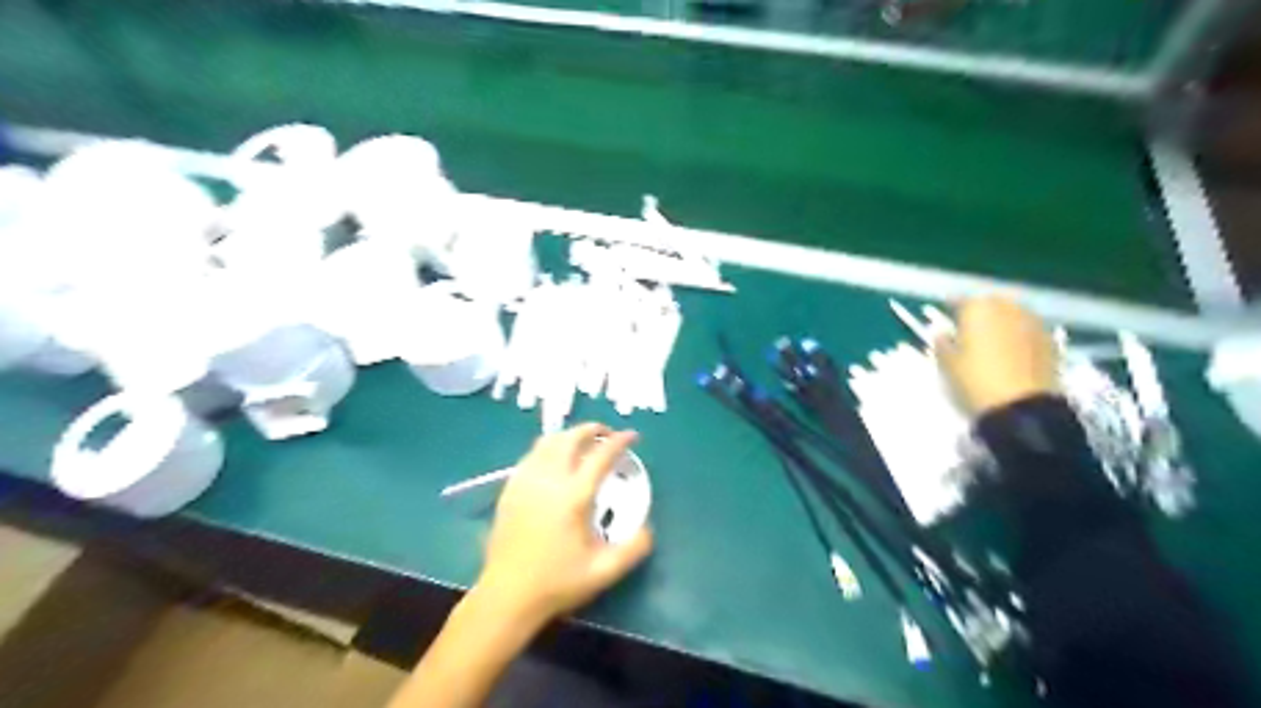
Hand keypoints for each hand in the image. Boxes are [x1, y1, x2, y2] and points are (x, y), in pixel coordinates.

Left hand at [468, 422, 656, 622]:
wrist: (508, 596)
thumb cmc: (557, 583)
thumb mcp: (604, 572)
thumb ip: (634, 549)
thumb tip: (647, 528)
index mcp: (573, 496)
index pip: (600, 456)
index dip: (619, 441)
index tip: (632, 436)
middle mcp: (549, 480)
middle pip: (570, 438)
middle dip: (592, 429)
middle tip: (607, 434)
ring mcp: (525, 482)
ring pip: (548, 442)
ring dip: (569, 435)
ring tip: (582, 443)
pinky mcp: (510, 489)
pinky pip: (531, 455)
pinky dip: (548, 448)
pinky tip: (555, 461)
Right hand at [930, 296, 1056, 416]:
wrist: (1021, 406)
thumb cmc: (975, 381)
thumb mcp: (947, 364)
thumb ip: (942, 342)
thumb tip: (942, 332)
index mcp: (978, 308)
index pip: (960, 300)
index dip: (951, 308)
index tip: (945, 317)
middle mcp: (1007, 307)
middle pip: (990, 303)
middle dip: (980, 312)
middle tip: (969, 328)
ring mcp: (1032, 321)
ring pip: (1013, 313)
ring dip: (1001, 321)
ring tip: (992, 340)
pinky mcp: (1050, 339)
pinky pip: (1028, 329)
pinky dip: (1018, 334)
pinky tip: (1012, 351)